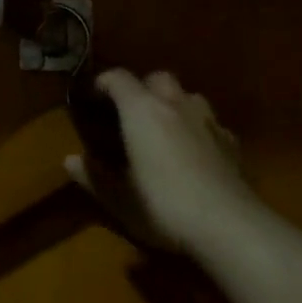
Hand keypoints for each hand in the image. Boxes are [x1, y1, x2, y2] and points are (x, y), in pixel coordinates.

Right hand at [65, 69, 257, 254]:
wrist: (227, 224)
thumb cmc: (162, 207)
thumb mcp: (118, 198)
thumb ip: (93, 176)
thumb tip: (69, 160)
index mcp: (142, 111)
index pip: (118, 78)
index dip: (102, 83)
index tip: (92, 98)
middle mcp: (176, 104)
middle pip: (157, 78)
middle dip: (142, 88)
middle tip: (130, 114)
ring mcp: (209, 120)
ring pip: (188, 95)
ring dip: (173, 104)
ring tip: (163, 129)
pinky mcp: (232, 140)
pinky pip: (209, 122)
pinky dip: (197, 128)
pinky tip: (194, 152)